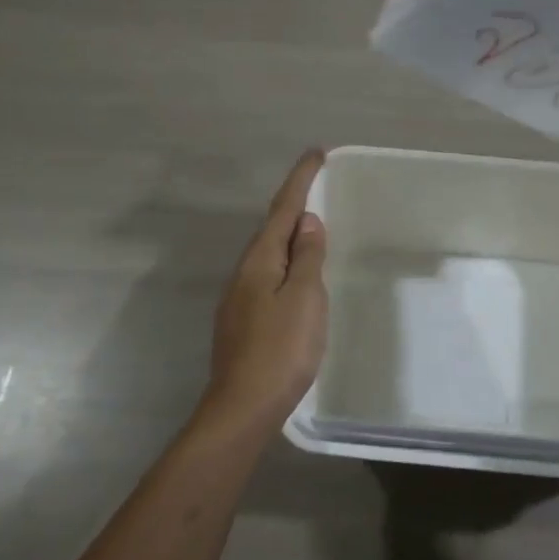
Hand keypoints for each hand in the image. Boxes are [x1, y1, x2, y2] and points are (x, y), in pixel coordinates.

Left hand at [201, 150, 328, 429]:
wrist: (243, 407)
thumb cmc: (281, 349)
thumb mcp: (305, 298)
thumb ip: (308, 257)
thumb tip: (308, 222)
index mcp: (260, 260)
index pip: (283, 209)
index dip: (301, 179)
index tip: (316, 153)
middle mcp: (245, 272)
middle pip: (272, 228)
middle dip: (294, 204)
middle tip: (318, 185)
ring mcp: (240, 298)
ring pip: (270, 255)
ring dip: (291, 235)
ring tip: (313, 226)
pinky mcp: (243, 321)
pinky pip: (269, 277)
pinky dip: (287, 263)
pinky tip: (298, 276)